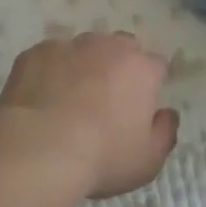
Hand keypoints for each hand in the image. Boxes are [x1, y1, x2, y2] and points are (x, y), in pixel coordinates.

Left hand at [0, 31, 179, 198]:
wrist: (40, 148)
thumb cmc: (102, 156)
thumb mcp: (147, 161)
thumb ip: (164, 133)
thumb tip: (167, 114)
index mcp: (140, 68)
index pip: (156, 65)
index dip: (151, 82)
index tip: (142, 104)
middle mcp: (108, 47)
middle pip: (121, 47)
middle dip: (119, 65)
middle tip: (107, 98)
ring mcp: (70, 45)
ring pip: (83, 48)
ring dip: (83, 65)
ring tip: (70, 98)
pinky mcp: (37, 52)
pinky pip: (49, 57)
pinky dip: (49, 71)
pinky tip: (41, 98)